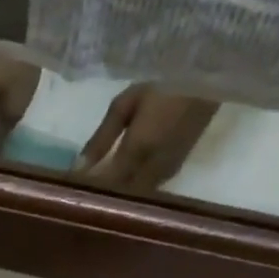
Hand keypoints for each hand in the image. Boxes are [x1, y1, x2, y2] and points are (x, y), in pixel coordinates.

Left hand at [80, 85, 217, 191]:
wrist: (209, 81)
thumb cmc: (163, 85)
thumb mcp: (125, 105)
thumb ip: (101, 138)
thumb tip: (79, 167)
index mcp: (138, 150)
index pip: (105, 183)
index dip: (86, 189)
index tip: (69, 188)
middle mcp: (152, 168)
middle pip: (120, 195)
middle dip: (100, 196)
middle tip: (80, 192)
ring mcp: (167, 173)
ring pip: (134, 196)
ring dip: (116, 195)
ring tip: (96, 189)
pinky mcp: (175, 171)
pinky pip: (147, 190)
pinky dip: (131, 190)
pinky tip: (119, 183)